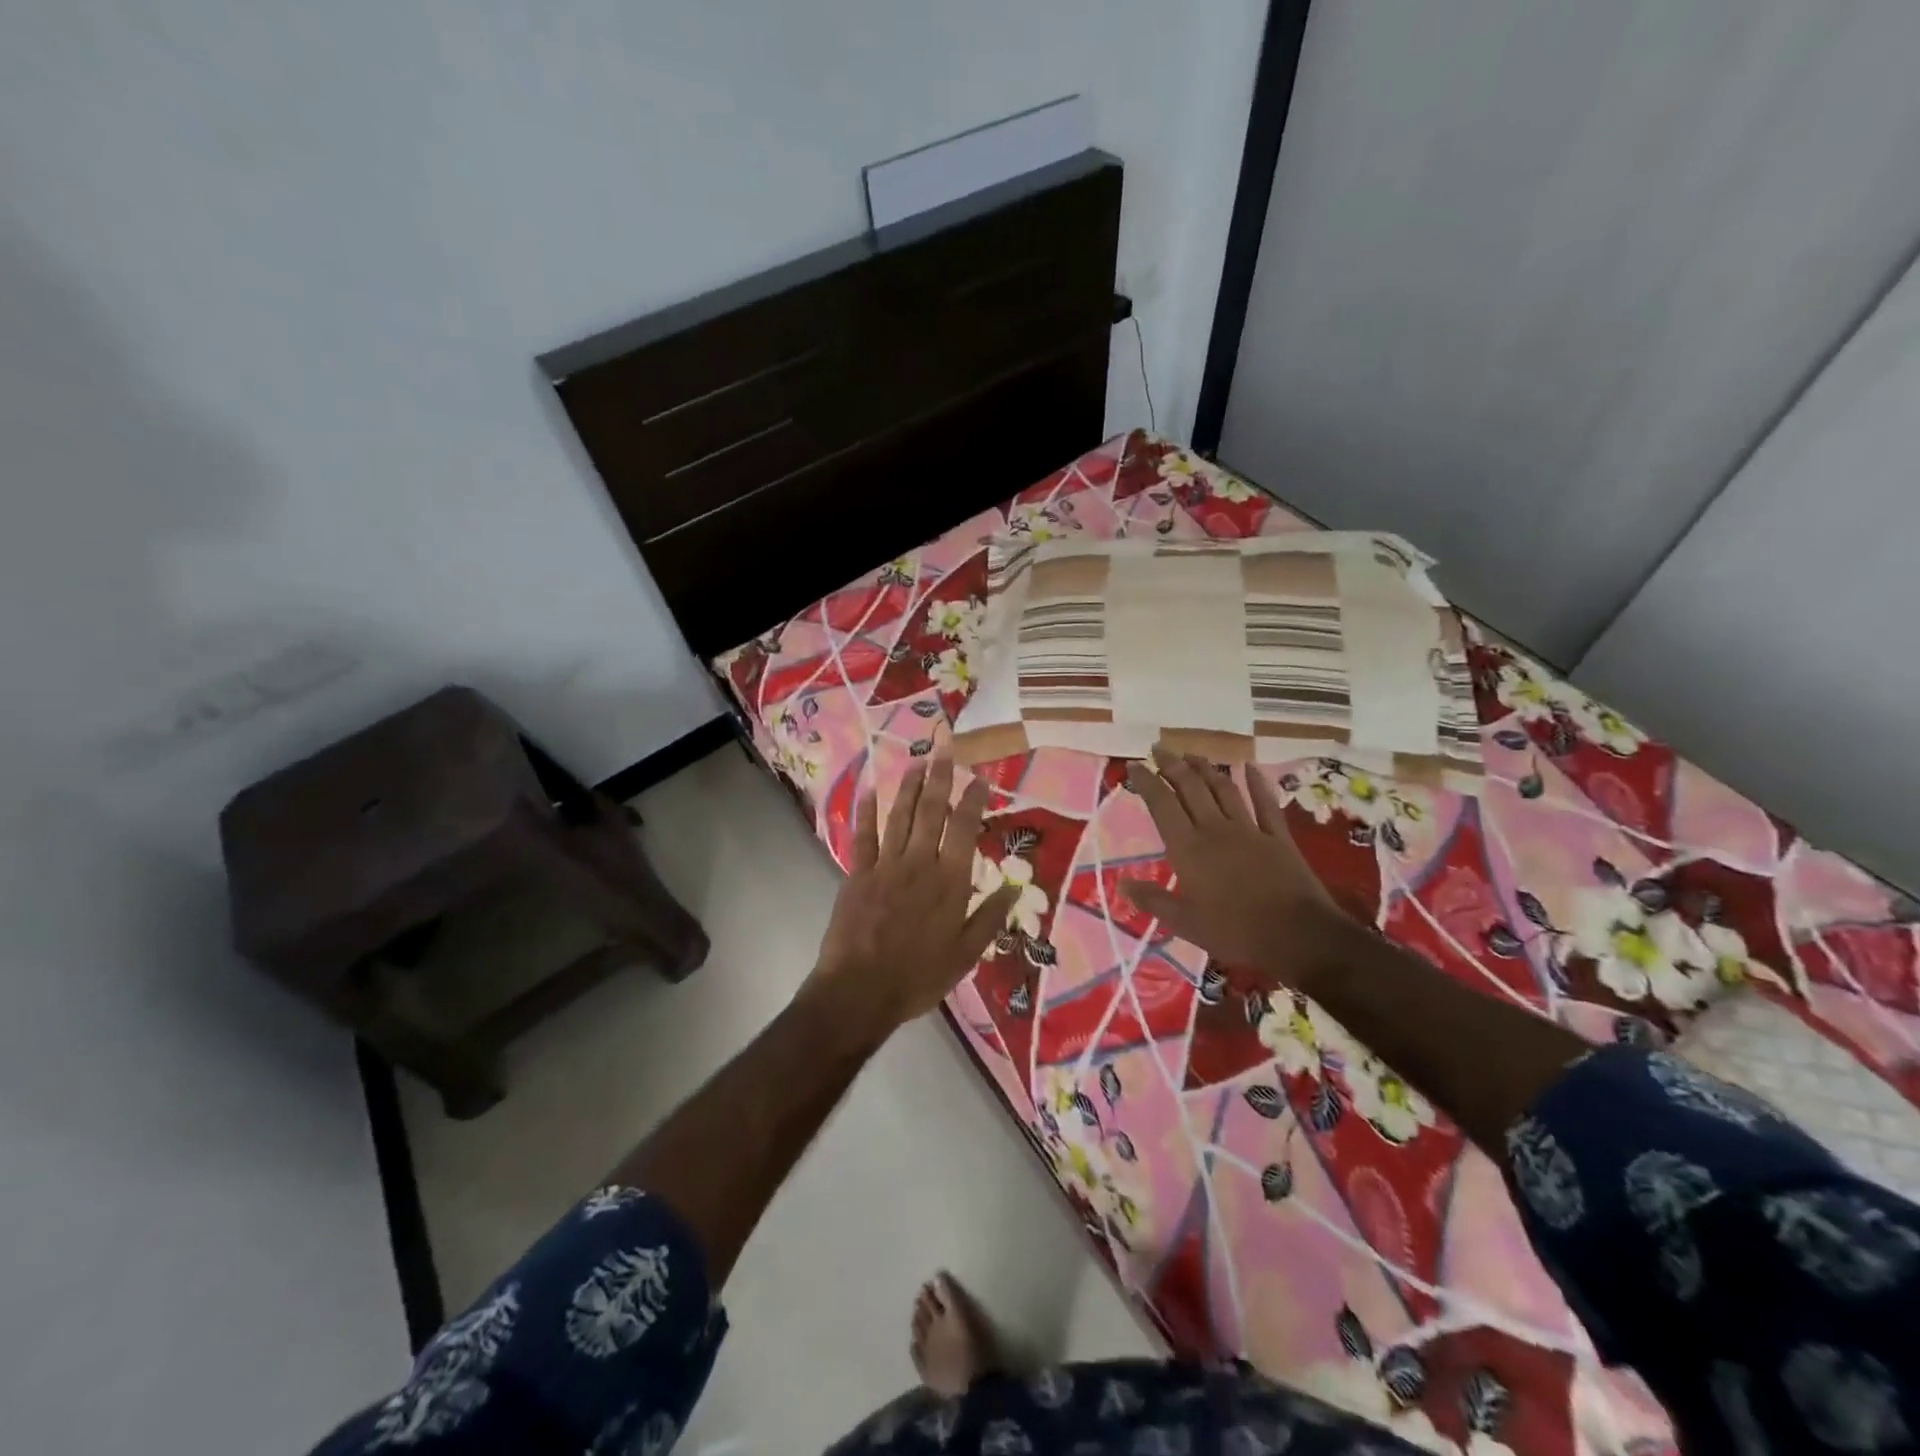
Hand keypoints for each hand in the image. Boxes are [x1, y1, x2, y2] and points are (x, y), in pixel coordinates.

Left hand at [808, 754, 1018, 1035]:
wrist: (860, 993)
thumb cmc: (919, 976)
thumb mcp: (966, 954)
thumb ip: (990, 917)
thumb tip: (1016, 885)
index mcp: (950, 882)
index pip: (965, 829)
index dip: (973, 800)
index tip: (979, 778)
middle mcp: (920, 864)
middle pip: (931, 811)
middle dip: (940, 777)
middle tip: (944, 746)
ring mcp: (885, 866)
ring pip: (899, 816)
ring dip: (908, 786)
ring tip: (917, 760)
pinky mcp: (857, 874)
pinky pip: (863, 836)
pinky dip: (867, 811)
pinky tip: (870, 790)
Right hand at [1120, 747, 1354, 986]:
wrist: (1298, 936)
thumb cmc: (1236, 931)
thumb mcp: (1186, 923)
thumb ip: (1153, 901)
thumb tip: (1121, 886)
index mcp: (1188, 848)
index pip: (1162, 804)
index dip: (1146, 782)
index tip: (1134, 765)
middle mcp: (1215, 829)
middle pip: (1191, 787)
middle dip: (1172, 765)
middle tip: (1159, 748)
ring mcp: (1249, 830)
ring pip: (1224, 789)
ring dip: (1206, 768)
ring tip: (1192, 754)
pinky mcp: (1278, 837)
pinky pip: (1265, 803)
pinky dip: (1257, 783)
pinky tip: (1249, 766)